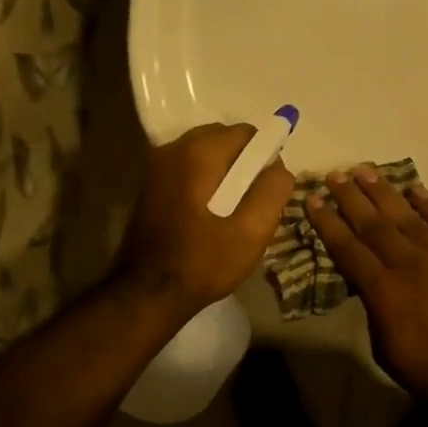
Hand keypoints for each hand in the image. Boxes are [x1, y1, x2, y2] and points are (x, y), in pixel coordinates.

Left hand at [117, 122, 295, 316]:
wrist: (147, 293)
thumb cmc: (203, 263)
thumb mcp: (251, 233)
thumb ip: (272, 192)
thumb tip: (280, 167)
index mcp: (198, 155)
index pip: (245, 133)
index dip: (265, 156)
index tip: (269, 189)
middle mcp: (173, 150)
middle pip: (222, 138)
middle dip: (243, 162)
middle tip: (252, 201)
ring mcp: (156, 167)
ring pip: (204, 153)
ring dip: (223, 172)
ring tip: (232, 210)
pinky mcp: (149, 185)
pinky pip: (187, 168)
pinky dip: (204, 180)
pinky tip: (208, 214)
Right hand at [308, 168, 427, 398]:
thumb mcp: (386, 349)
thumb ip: (374, 310)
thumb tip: (367, 284)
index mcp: (384, 290)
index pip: (348, 248)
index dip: (328, 223)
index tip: (313, 200)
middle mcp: (409, 263)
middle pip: (374, 223)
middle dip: (350, 197)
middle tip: (334, 175)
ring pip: (407, 214)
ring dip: (384, 191)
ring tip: (365, 171)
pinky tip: (415, 189)